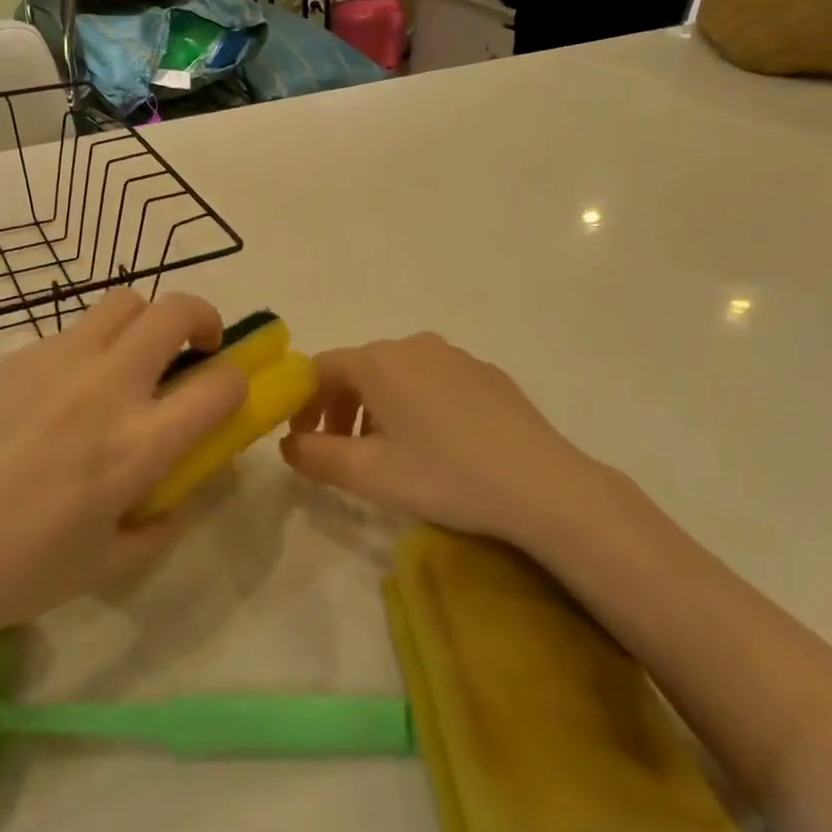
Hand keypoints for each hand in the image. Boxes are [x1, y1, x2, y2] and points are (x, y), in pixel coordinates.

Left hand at [0, 291, 246, 649]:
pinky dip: (89, 348)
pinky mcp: (16, 354)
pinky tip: (60, 394)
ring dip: (145, 324)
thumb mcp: (106, 567)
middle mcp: (107, 387)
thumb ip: (159, 527)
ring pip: (123, 303)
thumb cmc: (14, 568)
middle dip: (202, 320)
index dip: (238, 383)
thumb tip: (178, 498)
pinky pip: (71, 331)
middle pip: (175, 311)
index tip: (226, 396)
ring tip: (130, 362)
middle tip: (194, 351)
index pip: (221, 385)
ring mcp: (58, 361)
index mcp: (139, 444)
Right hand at [280, 333, 631, 543]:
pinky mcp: (487, 374)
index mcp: (379, 362)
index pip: (320, 369)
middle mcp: (414, 345)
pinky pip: (434, 381)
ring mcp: (456, 356)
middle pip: (358, 370)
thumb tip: (289, 442)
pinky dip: (415, 406)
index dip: (303, 403)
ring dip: (376, 409)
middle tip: (340, 452)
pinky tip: (436, 445)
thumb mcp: (368, 474)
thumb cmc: (444, 475)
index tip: (304, 440)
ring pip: (397, 375)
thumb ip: (314, 455)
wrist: (543, 486)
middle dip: (339, 409)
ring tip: (387, 453)